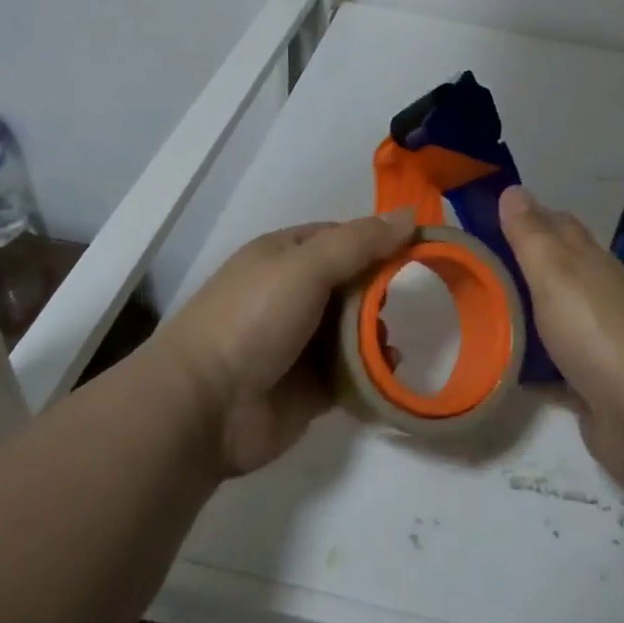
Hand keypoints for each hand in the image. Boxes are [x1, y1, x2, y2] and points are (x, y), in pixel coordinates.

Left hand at [160, 210, 415, 475]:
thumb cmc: (253, 319)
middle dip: (382, 291)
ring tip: (391, 341)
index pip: (343, 237)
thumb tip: (410, 216)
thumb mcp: (306, 265)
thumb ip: (360, 242)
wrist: (204, 406)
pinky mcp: (311, 387)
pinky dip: (374, 370)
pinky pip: (353, 372)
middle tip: (410, 300)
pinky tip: (389, 370)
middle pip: (354, 283)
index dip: (379, 240)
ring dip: (378, 332)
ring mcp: (301, 343)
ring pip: (355, 329)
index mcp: (286, 255)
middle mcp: (294, 294)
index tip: (419, 249)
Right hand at [499, 186, 623, 486]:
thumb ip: (531, 235)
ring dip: (523, 314)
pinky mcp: (593, 384)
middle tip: (470, 268)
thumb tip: (513, 189)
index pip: (557, 225)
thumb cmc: (597, 332)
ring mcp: (599, 341)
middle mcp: (599, 295)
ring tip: (476, 314)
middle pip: (555, 271)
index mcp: (592, 262)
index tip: (485, 218)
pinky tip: (502, 365)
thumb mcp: (555, 273)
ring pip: (553, 317)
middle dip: (520, 266)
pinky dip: (531, 362)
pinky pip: (553, 366)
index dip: (526, 217)